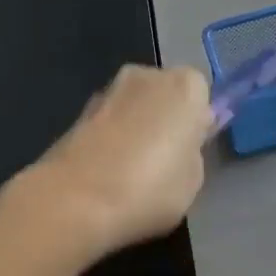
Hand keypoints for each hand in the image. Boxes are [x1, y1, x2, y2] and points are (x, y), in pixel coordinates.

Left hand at [13, 64, 211, 259]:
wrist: (74, 200)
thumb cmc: (149, 189)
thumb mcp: (193, 181)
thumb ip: (192, 152)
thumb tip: (181, 144)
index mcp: (185, 86)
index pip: (201, 94)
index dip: (196, 122)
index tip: (190, 150)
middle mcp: (148, 75)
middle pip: (165, 93)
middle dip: (164, 117)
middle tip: (164, 160)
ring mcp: (109, 89)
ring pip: (134, 105)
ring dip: (136, 126)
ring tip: (131, 170)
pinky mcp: (79, 110)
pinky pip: (109, 120)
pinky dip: (111, 136)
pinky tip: (106, 170)